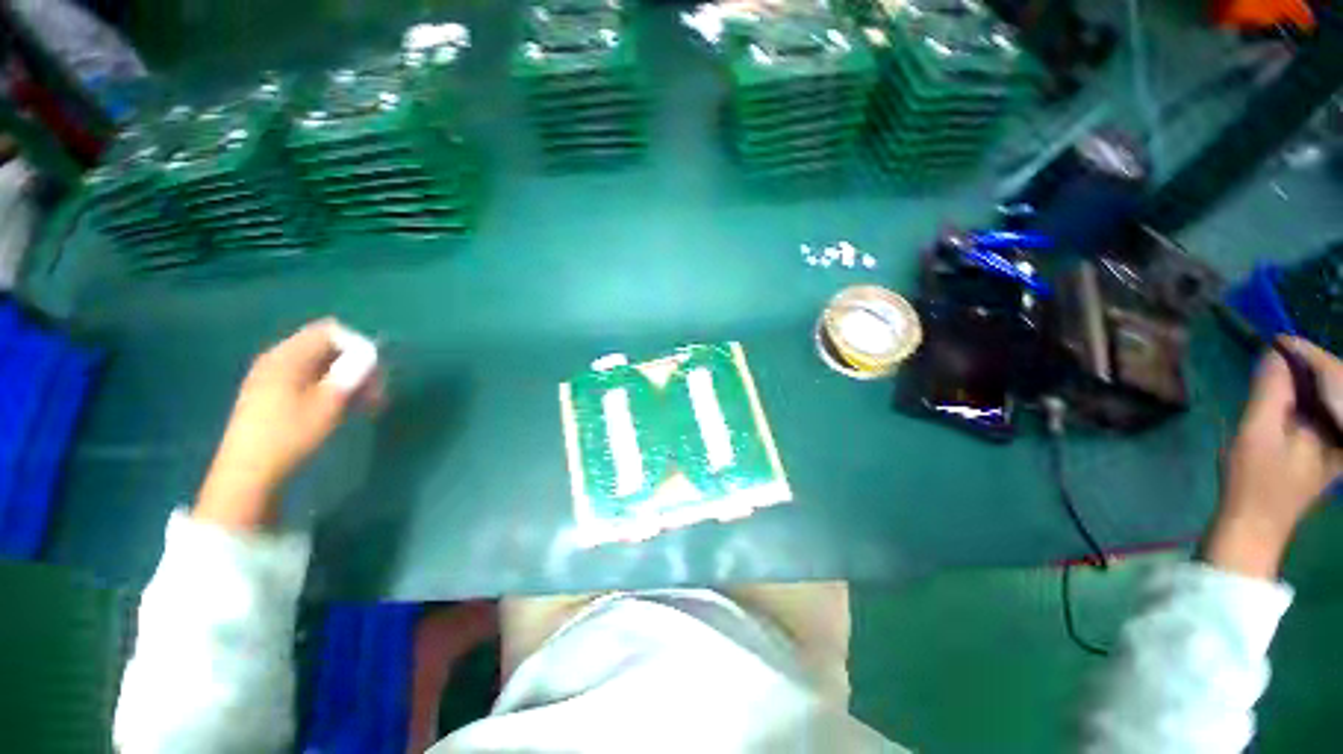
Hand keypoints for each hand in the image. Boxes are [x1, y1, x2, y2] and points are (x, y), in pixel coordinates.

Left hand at [195, 319, 380, 530]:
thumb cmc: (290, 435)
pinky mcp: (271, 395)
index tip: (375, 371)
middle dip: (355, 364)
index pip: (329, 332)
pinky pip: (308, 379)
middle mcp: (277, 360)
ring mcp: (271, 378)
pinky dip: (329, 388)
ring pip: (320, 366)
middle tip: (375, 390)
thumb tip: (371, 353)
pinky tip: (341, 408)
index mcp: (287, 356)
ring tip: (365, 403)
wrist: (248, 474)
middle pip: (326, 347)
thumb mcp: (329, 404)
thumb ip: (351, 373)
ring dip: (346, 379)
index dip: (358, 346)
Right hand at [1204, 337, 1342, 577]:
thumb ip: (1271, 390)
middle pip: (1341, 384)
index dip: (1307, 353)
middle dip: (1314, 366)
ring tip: (1285, 372)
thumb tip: (1275, 355)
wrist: (1256, 526)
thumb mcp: (1257, 432)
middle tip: (1280, 355)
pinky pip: (1332, 412)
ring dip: (1313, 381)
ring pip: (1337, 397)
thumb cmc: (1253, 481)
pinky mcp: (1336, 450)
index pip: (1334, 375)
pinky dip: (1314, 399)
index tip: (1277, 340)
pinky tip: (1294, 400)